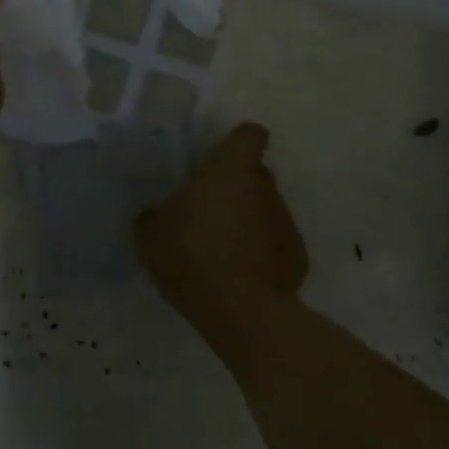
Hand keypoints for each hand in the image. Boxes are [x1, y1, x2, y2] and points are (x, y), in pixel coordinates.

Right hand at [136, 123, 308, 324]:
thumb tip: (160, 212)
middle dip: (235, 186)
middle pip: (255, 174)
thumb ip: (155, 213)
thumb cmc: (192, 256)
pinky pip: (276, 244)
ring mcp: (286, 223)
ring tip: (221, 250)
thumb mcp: (150, 232)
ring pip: (265, 209)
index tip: (218, 159)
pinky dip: (261, 253)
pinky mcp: (298, 258)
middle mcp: (265, 188)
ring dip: (247, 221)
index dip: (236, 143)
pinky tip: (241, 276)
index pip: (249, 135)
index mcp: (230, 170)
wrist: (242, 313)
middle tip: (207, 211)